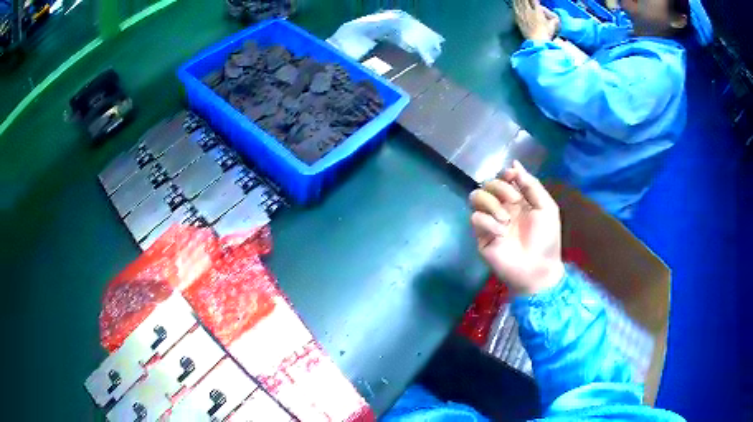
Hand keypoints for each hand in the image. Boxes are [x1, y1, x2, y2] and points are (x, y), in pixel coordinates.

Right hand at [470, 161, 563, 295]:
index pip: (502, 178)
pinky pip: (476, 218)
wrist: (538, 269)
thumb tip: (514, 163)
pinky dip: (488, 222)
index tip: (511, 176)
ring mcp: (490, 222)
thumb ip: (532, 185)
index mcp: (517, 200)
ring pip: (476, 197)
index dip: (504, 174)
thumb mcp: (547, 208)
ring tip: (505, 219)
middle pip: (488, 184)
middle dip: (500, 187)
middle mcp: (502, 208)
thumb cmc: (546, 240)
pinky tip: (500, 233)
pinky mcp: (481, 236)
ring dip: (491, 203)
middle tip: (514, 201)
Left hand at [514, 0, 559, 41]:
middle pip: (525, 1)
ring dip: (518, 0)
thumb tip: (557, 19)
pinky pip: (515, 10)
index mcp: (537, 11)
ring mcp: (522, 15)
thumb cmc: (545, 34)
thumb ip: (554, 20)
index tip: (535, 0)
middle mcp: (529, 11)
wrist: (537, 41)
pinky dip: (515, 5)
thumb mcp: (552, 26)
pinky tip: (514, 4)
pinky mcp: (518, 20)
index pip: (534, 1)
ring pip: (518, 4)